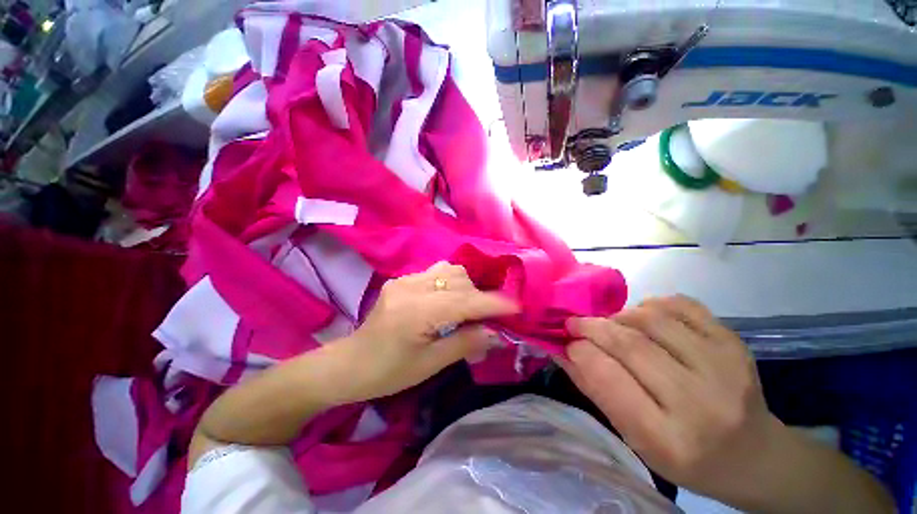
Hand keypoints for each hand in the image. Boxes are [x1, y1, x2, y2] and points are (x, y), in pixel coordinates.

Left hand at [331, 262, 518, 402]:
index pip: (464, 301)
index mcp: (415, 312)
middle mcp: (410, 287)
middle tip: (488, 318)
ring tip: (468, 308)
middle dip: (480, 297)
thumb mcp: (429, 365)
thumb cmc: (387, 373)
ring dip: (466, 287)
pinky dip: (451, 284)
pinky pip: (436, 273)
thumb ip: (464, 343)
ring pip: (450, 271)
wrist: (349, 363)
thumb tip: (495, 332)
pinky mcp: (402, 279)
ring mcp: (404, 279)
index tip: (517, 307)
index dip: (493, 303)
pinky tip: (449, 301)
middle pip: (459, 280)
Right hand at [562, 296, 780, 501]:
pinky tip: (645, 317)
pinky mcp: (735, 343)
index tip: (567, 342)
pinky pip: (682, 305)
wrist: (757, 456)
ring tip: (611, 325)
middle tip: (575, 323)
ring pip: (651, 319)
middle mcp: (700, 402)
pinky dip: (652, 304)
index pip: (609, 379)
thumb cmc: (687, 458)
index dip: (580, 352)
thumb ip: (595, 390)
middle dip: (591, 327)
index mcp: (669, 439)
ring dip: (618, 316)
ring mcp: (724, 367)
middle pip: (629, 344)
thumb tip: (563, 351)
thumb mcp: (635, 439)